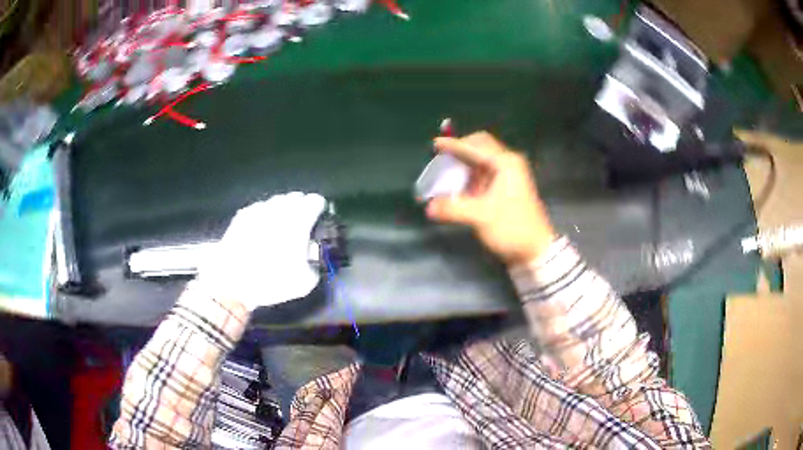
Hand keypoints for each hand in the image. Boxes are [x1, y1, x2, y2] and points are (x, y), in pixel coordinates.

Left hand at [200, 192, 325, 310]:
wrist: (232, 280)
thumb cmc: (271, 280)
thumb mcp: (304, 283)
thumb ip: (314, 266)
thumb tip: (312, 260)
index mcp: (298, 220)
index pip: (315, 201)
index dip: (320, 208)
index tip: (319, 218)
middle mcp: (279, 209)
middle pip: (296, 197)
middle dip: (301, 206)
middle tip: (301, 224)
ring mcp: (258, 209)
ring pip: (276, 201)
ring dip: (282, 209)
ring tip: (280, 226)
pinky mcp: (242, 215)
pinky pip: (259, 208)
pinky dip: (264, 215)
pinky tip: (261, 229)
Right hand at [426, 132, 555, 264]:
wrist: (535, 250)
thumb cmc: (512, 228)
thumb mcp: (481, 217)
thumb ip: (453, 208)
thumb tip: (428, 207)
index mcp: (506, 163)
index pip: (476, 146)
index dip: (454, 145)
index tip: (434, 145)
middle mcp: (508, 164)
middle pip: (480, 147)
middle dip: (460, 151)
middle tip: (442, 159)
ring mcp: (508, 176)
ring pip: (481, 162)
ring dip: (463, 166)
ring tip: (445, 175)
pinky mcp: (505, 189)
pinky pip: (484, 175)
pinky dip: (469, 178)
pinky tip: (457, 188)